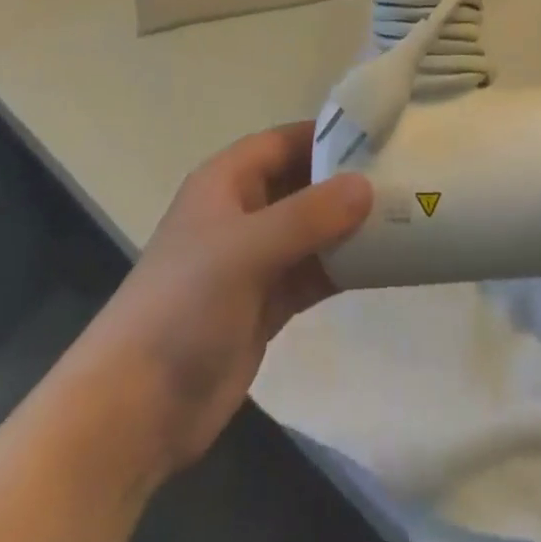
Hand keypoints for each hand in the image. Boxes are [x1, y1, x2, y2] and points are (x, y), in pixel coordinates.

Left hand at [68, 121, 374, 474]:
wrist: (136, 408)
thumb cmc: (184, 304)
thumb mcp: (247, 249)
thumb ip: (309, 216)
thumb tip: (367, 185)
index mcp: (227, 181)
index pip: (284, 141)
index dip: (327, 135)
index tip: (379, 134)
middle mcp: (242, 212)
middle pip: (302, 184)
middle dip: (346, 181)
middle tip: (403, 177)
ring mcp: (254, 260)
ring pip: (311, 230)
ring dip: (349, 227)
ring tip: (404, 217)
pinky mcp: (266, 304)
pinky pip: (312, 272)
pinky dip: (342, 267)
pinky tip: (382, 265)